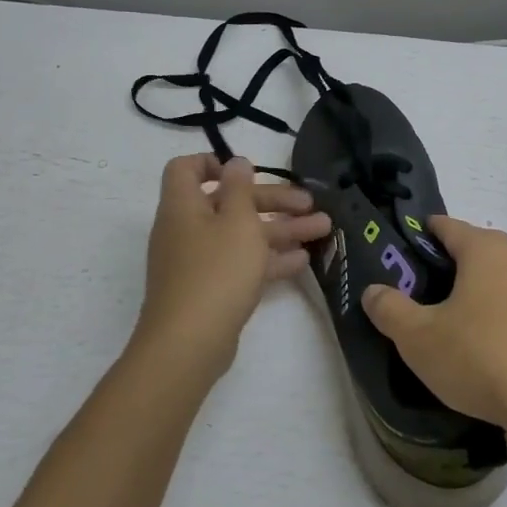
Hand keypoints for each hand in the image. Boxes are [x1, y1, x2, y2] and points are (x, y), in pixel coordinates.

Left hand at [134, 154, 331, 375]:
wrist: (189, 344)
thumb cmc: (216, 271)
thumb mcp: (237, 221)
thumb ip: (240, 188)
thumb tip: (235, 163)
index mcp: (183, 205)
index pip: (186, 169)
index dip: (214, 162)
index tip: (249, 170)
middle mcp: (186, 228)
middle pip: (229, 202)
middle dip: (272, 200)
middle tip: (310, 204)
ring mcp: (197, 261)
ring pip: (241, 235)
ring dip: (281, 229)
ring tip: (322, 229)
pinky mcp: (210, 289)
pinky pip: (241, 263)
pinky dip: (268, 259)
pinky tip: (302, 261)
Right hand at [362, 216, 506, 432]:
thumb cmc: (480, 357)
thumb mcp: (418, 338)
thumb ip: (390, 309)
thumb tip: (372, 290)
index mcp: (484, 249)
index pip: (446, 226)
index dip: (420, 234)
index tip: (400, 253)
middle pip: (475, 250)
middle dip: (448, 266)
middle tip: (420, 293)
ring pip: (499, 280)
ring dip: (476, 294)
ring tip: (452, 323)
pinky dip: (499, 318)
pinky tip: (487, 348)